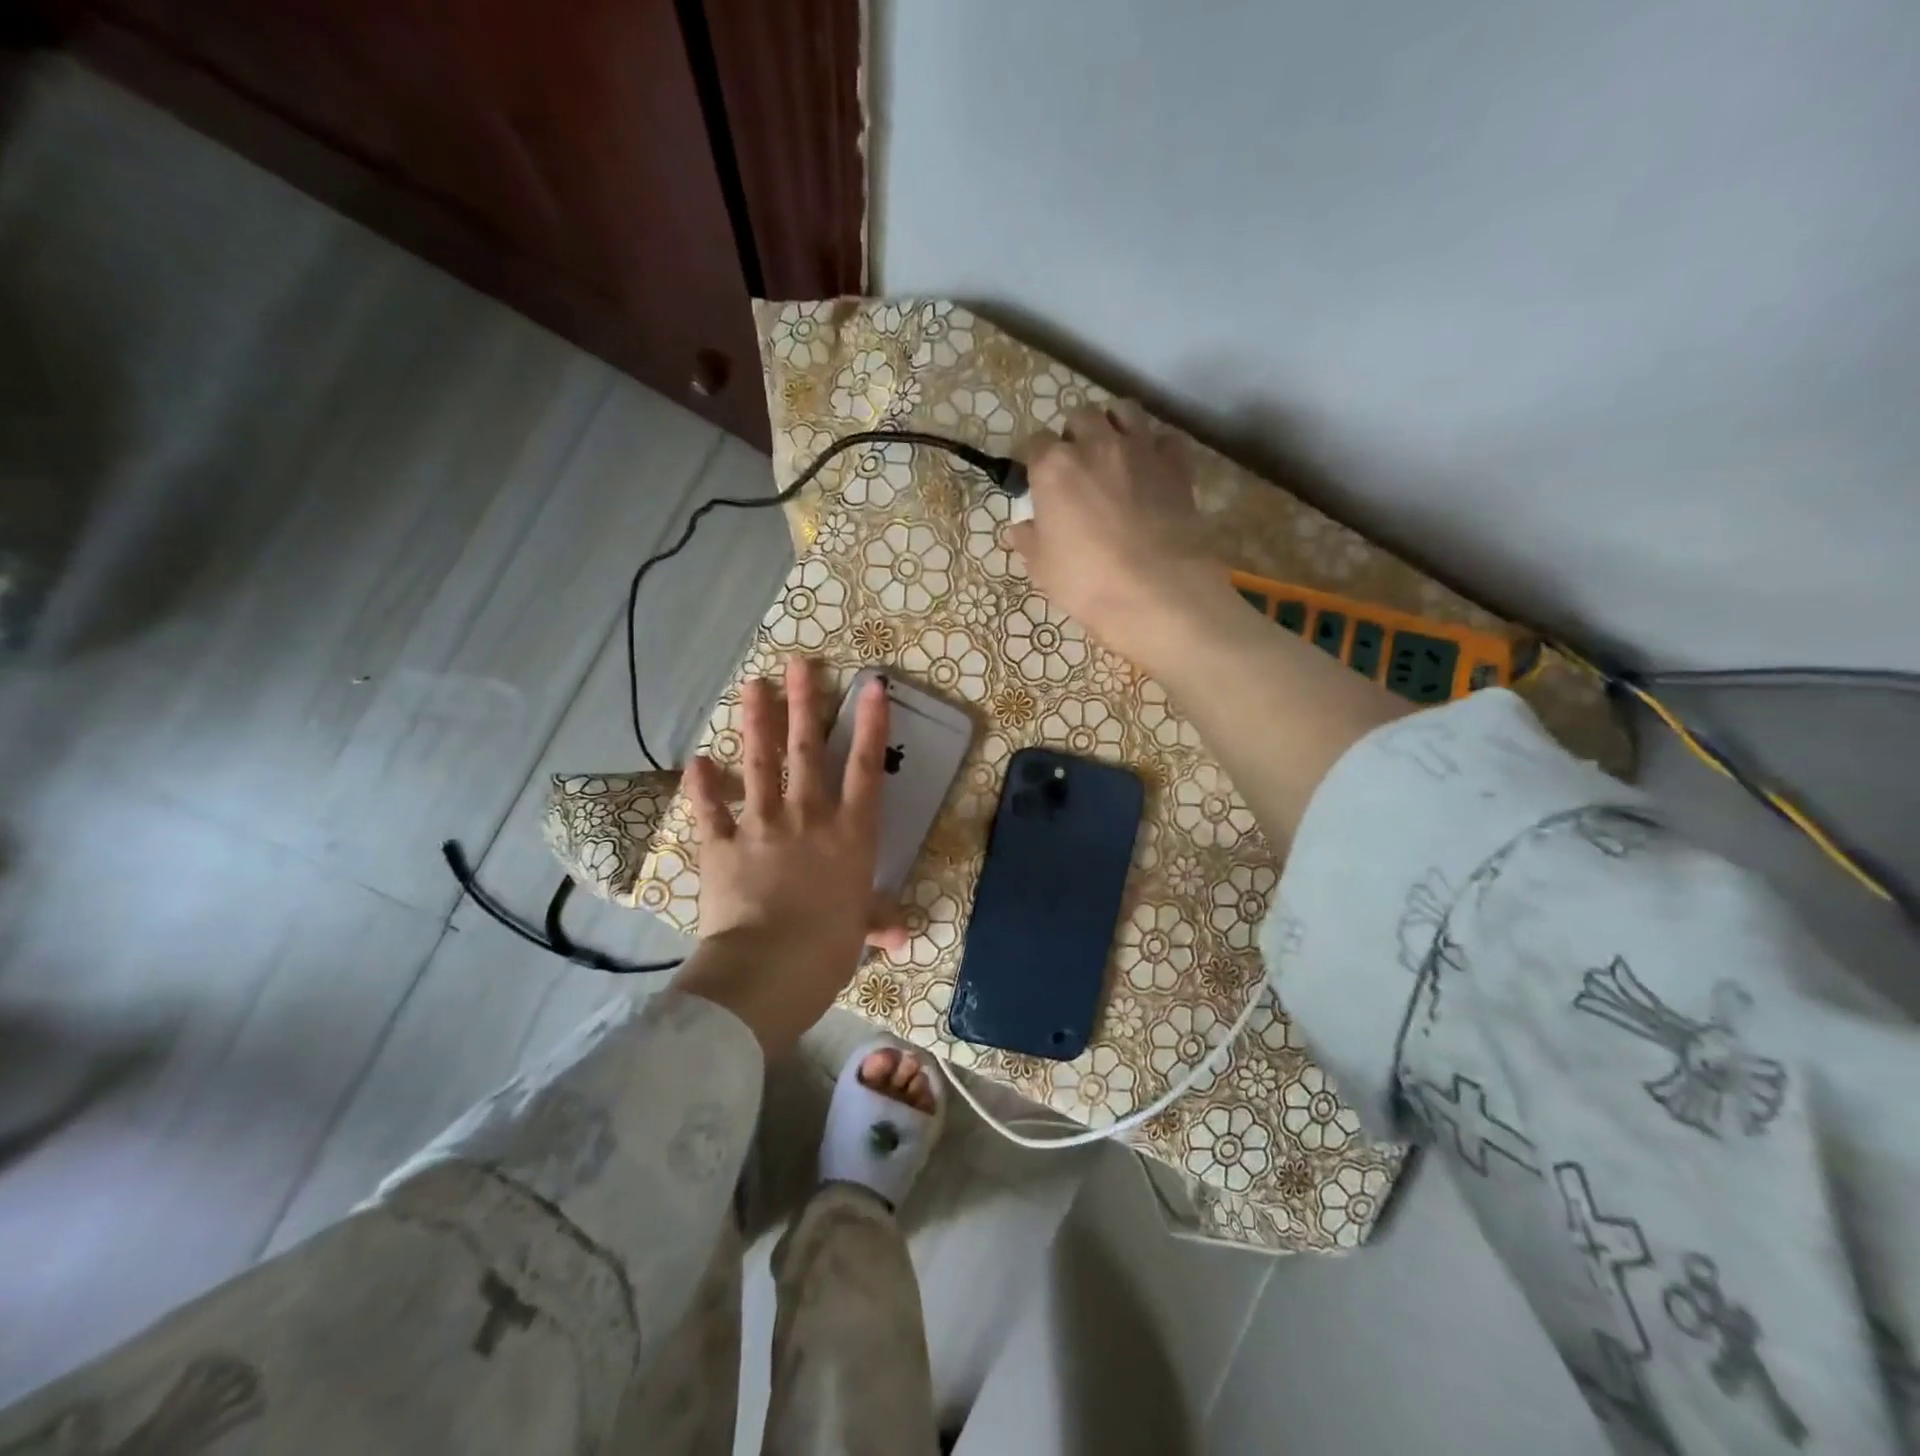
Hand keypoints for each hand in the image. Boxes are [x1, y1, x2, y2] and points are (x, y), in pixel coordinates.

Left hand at [672, 657, 907, 1055]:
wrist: (771, 967)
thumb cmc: (829, 947)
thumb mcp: (860, 930)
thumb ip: (877, 920)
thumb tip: (903, 935)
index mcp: (849, 833)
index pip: (865, 768)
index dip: (871, 724)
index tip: (872, 685)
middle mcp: (808, 816)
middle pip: (807, 750)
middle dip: (804, 703)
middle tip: (798, 664)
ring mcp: (762, 826)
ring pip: (760, 764)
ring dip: (757, 723)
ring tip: (752, 686)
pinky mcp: (722, 845)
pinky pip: (710, 810)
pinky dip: (702, 787)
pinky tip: (697, 761)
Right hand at [1006, 403, 1230, 669]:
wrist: (1155, 591)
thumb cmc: (1086, 581)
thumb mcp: (1042, 567)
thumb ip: (1028, 541)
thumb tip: (1018, 530)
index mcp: (1054, 467)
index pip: (1034, 443)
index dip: (1034, 460)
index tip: (1036, 479)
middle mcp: (1096, 445)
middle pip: (1081, 418)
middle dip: (1075, 434)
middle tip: (1077, 464)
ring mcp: (1140, 450)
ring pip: (1125, 411)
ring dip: (1115, 424)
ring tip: (1114, 450)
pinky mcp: (1176, 465)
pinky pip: (1166, 438)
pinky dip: (1157, 447)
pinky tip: (1152, 467)